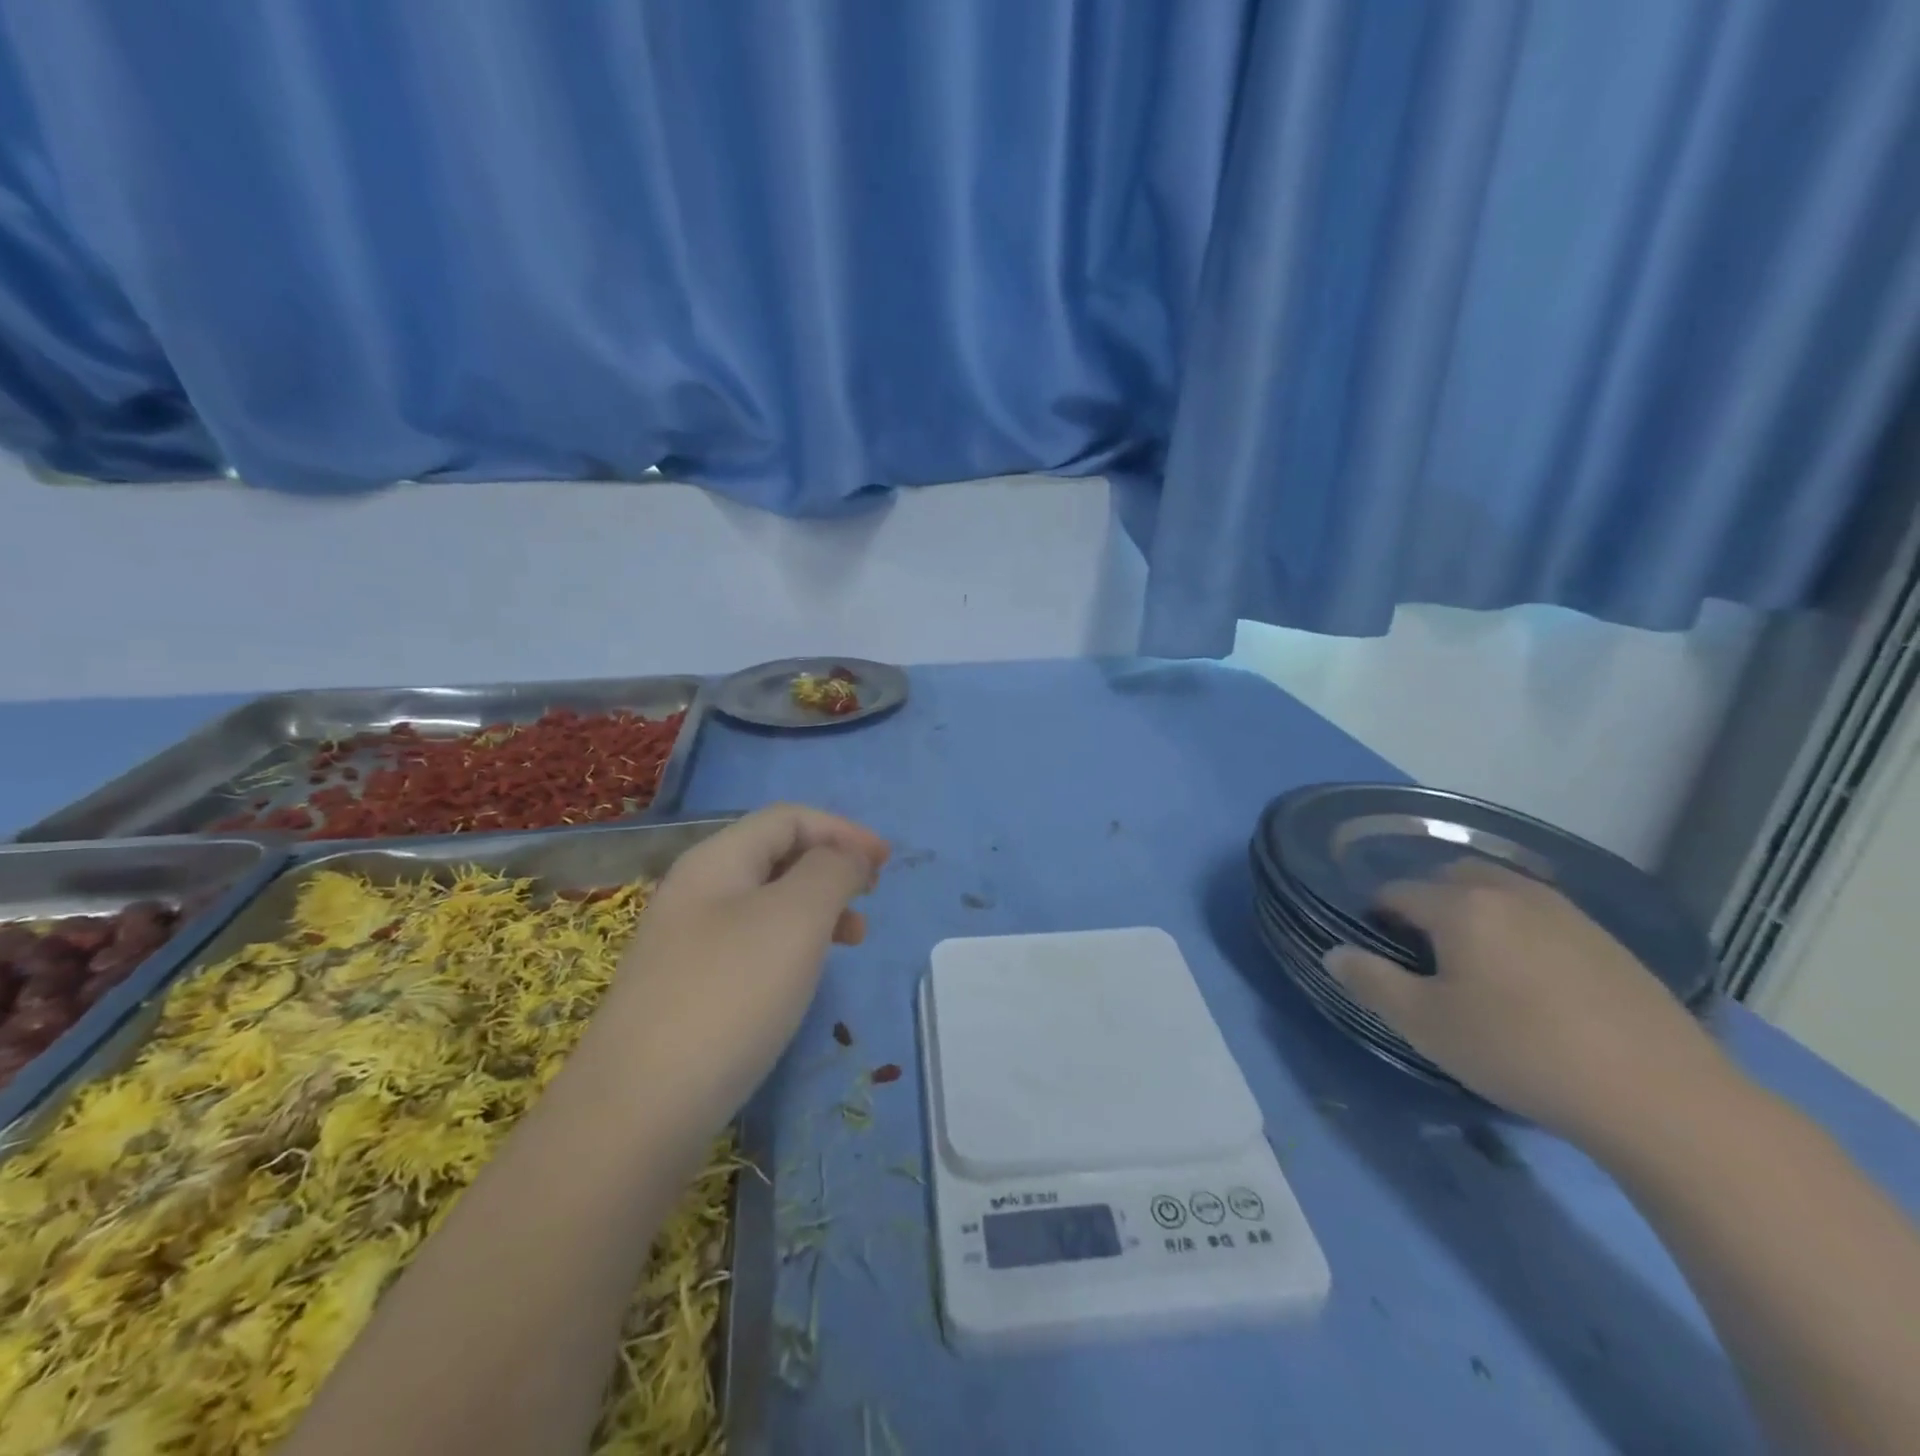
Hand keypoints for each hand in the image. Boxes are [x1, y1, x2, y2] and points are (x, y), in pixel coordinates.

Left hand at [592, 805, 888, 1129]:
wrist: (637, 1112)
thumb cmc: (730, 995)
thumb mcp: (796, 917)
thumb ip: (831, 870)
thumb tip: (847, 856)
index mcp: (716, 861)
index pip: (788, 818)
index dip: (842, 830)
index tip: (887, 864)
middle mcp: (695, 892)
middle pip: (775, 855)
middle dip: (831, 867)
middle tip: (870, 898)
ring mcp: (685, 944)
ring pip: (766, 903)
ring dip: (816, 908)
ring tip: (851, 940)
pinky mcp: (686, 992)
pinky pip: (751, 946)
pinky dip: (791, 946)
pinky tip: (804, 977)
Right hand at [1323, 858, 1727, 1143]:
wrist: (1660, 1097)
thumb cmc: (1520, 1053)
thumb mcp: (1426, 1025)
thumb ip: (1371, 982)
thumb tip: (1334, 953)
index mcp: (1461, 906)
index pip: (1398, 891)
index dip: (1378, 917)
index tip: (1381, 955)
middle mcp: (1510, 893)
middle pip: (1452, 877)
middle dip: (1428, 902)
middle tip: (1427, 954)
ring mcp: (1566, 912)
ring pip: (1501, 890)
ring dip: (1476, 911)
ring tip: (1478, 964)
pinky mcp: (1607, 940)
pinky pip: (1542, 914)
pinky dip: (1520, 928)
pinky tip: (1533, 979)